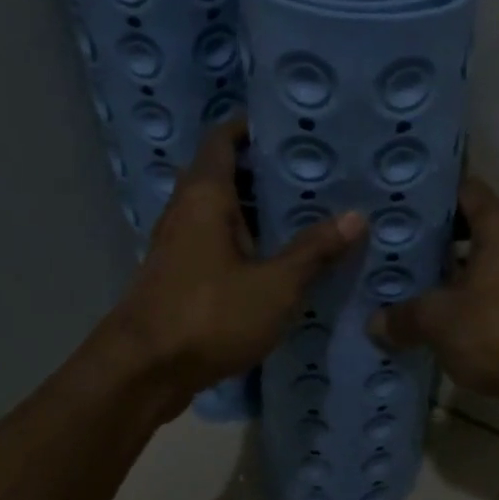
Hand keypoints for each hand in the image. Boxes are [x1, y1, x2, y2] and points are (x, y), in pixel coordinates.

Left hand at [109, 120, 365, 416]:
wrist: (142, 372)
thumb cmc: (208, 316)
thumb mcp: (274, 285)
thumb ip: (314, 251)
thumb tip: (356, 216)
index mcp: (205, 196)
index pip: (225, 139)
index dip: (255, 127)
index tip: (296, 128)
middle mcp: (187, 210)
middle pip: (227, 173)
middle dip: (269, 170)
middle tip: (318, 171)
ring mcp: (181, 243)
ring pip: (225, 211)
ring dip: (261, 209)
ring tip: (311, 209)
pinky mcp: (182, 274)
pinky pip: (220, 241)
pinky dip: (249, 239)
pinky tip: (284, 256)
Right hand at [367, 177, 498, 429]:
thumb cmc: (498, 330)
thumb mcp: (438, 319)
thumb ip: (403, 315)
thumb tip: (375, 322)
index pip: (464, 189)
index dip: (430, 192)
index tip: (395, 199)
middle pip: (465, 226)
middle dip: (427, 235)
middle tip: (385, 241)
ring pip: (471, 264)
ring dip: (438, 271)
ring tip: (394, 277)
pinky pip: (478, 294)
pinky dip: (453, 301)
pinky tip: (419, 313)